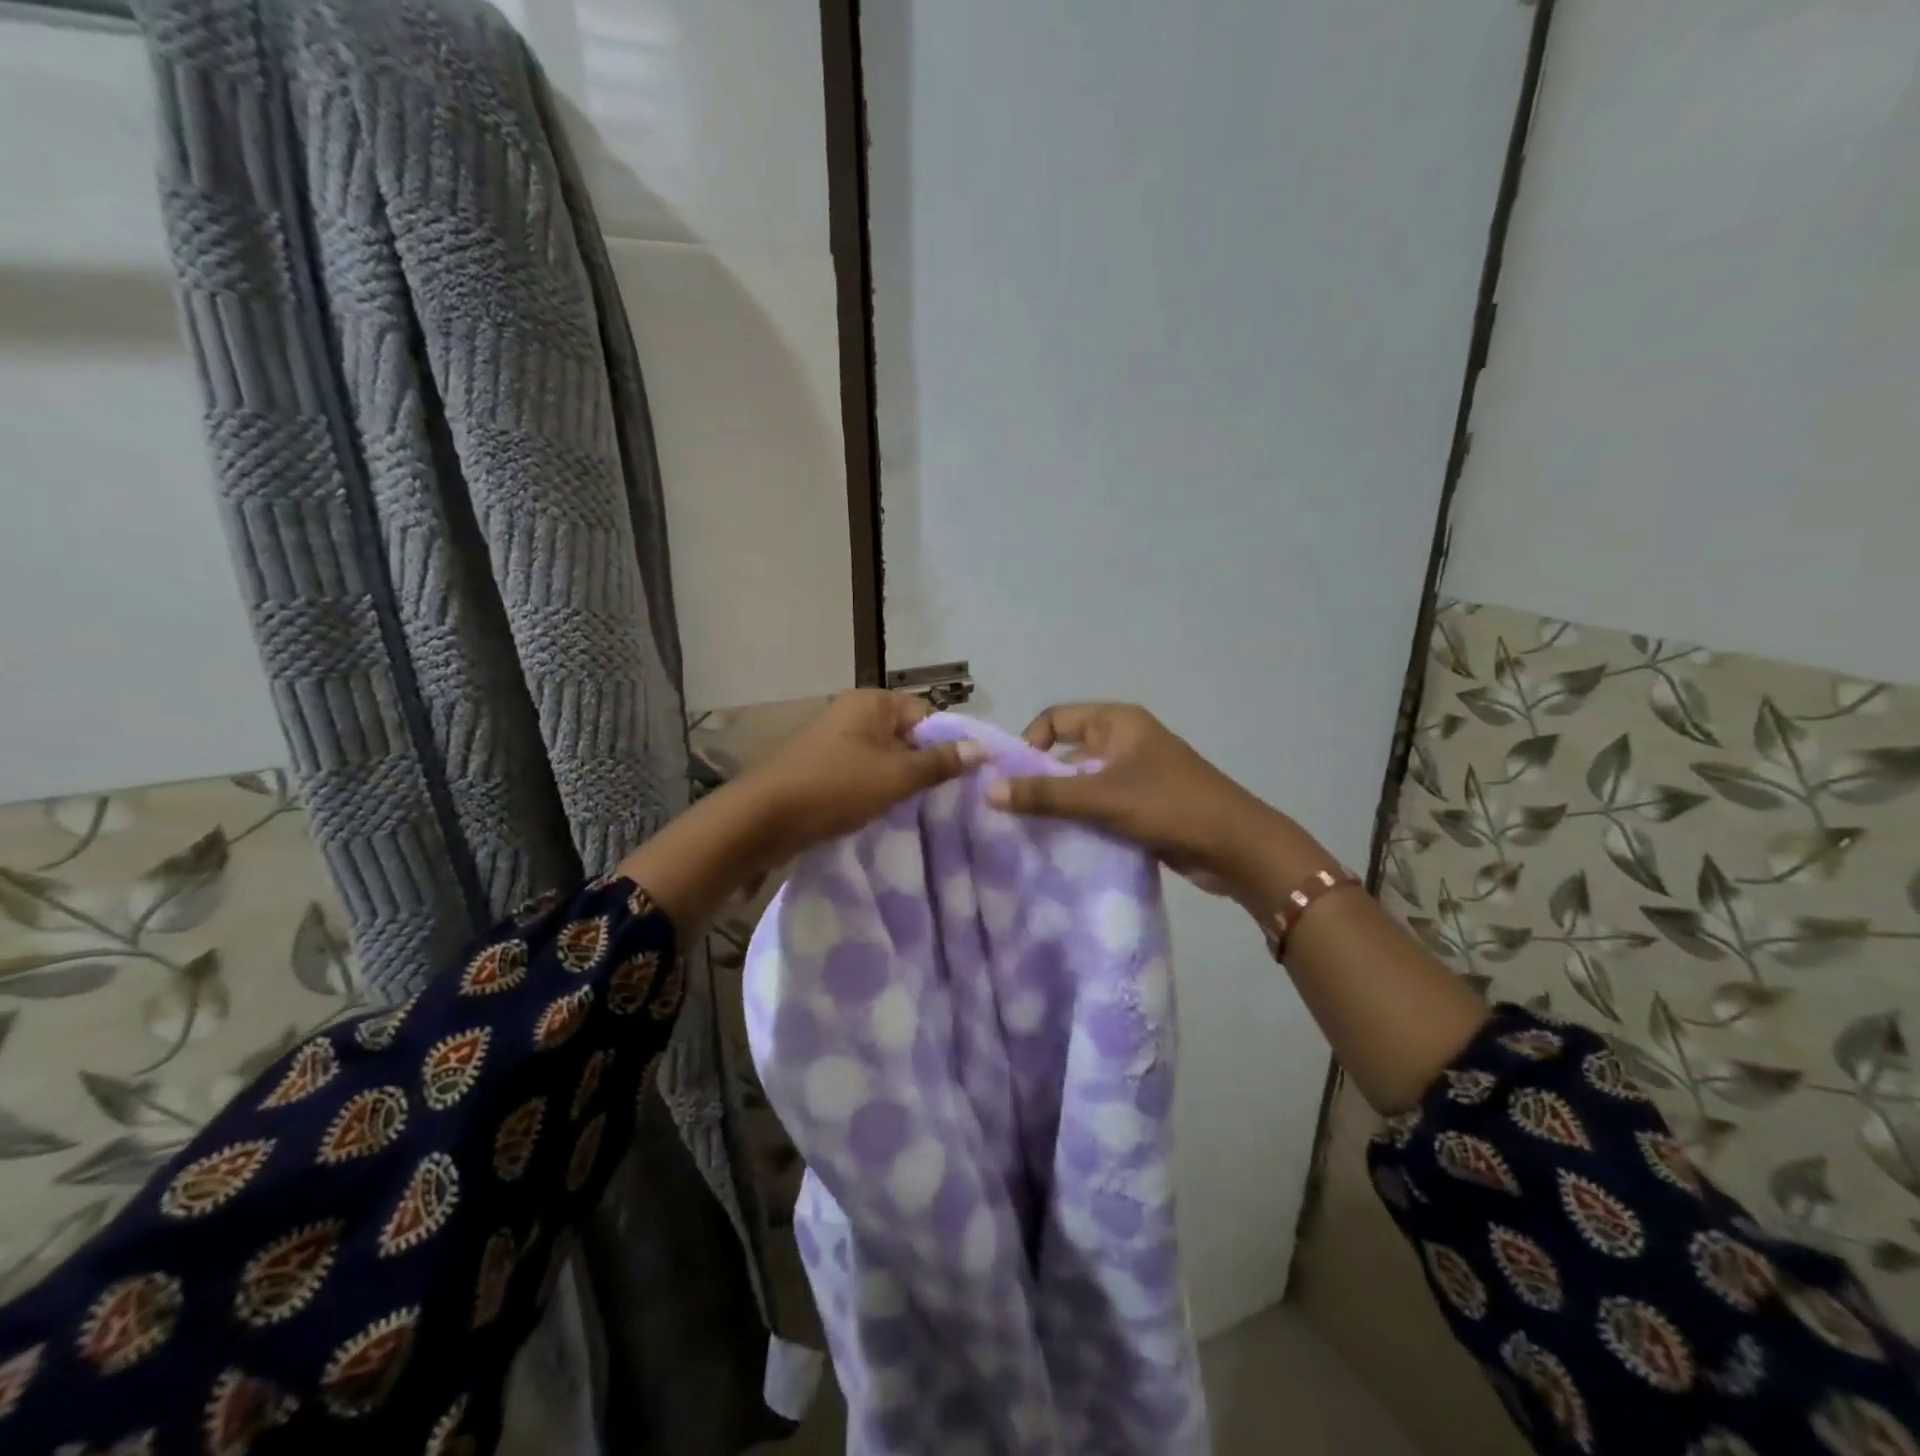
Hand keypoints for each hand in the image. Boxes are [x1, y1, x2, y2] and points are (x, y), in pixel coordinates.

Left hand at [619, 691, 978, 932]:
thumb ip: (939, 762)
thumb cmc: (834, 788)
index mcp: (870, 703)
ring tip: (919, 811)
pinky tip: (886, 816)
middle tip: (945, 800)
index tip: (961, 779)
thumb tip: (981, 749)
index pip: (926, 714)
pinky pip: (861, 775)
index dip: (946, 744)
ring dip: (899, 783)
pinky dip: (875, 792)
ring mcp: (833, 742)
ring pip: (883, 759)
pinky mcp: (820, 769)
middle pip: (905, 737)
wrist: (762, 820)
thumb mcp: (895, 776)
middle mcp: (851, 714)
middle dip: (924, 766)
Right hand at [986, 702, 1310, 895]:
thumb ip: (1045, 795)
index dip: (1029, 743)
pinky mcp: (1143, 803)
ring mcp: (1136, 772)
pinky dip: (1082, 817)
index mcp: (1118, 721)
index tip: (1012, 778)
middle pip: (1067, 750)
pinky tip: (1065, 841)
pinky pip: (1100, 803)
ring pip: (1083, 780)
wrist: (1236, 847)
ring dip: (1061, 801)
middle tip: (1015, 809)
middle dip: (1042, 777)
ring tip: (1034, 828)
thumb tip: (988, 789)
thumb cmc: (1169, 806)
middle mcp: (1124, 740)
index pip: (1056, 718)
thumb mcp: (1101, 798)